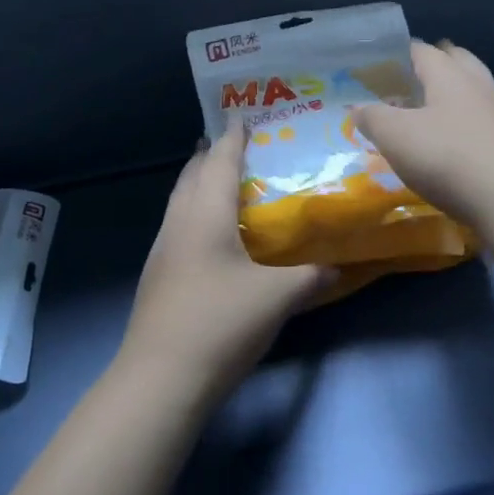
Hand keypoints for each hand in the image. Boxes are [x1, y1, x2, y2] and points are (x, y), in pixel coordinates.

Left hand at [118, 125, 329, 405]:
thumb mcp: (276, 298)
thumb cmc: (220, 323)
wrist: (160, 379)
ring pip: (179, 201)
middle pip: (191, 176)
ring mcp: (162, 251)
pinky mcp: (157, 277)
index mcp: (206, 216)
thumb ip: (309, 277)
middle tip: (231, 144)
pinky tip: (209, 235)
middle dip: (209, 155)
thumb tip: (336, 267)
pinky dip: (193, 212)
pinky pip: (176, 226)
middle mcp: (179, 224)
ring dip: (197, 183)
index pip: (219, 163)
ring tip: (220, 182)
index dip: (232, 138)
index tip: (239, 115)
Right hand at [353, 40, 493, 225]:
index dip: (400, 53)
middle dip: (437, 62)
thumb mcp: (396, 137)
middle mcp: (479, 85)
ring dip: (456, 93)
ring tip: (434, 109)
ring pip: (476, 90)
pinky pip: (486, 121)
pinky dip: (469, 123)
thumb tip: (358, 107)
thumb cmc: (448, 157)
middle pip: (458, 61)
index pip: (422, 50)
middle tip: (414, 76)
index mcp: (449, 75)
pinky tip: (458, 142)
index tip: (382, 63)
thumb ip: (373, 117)